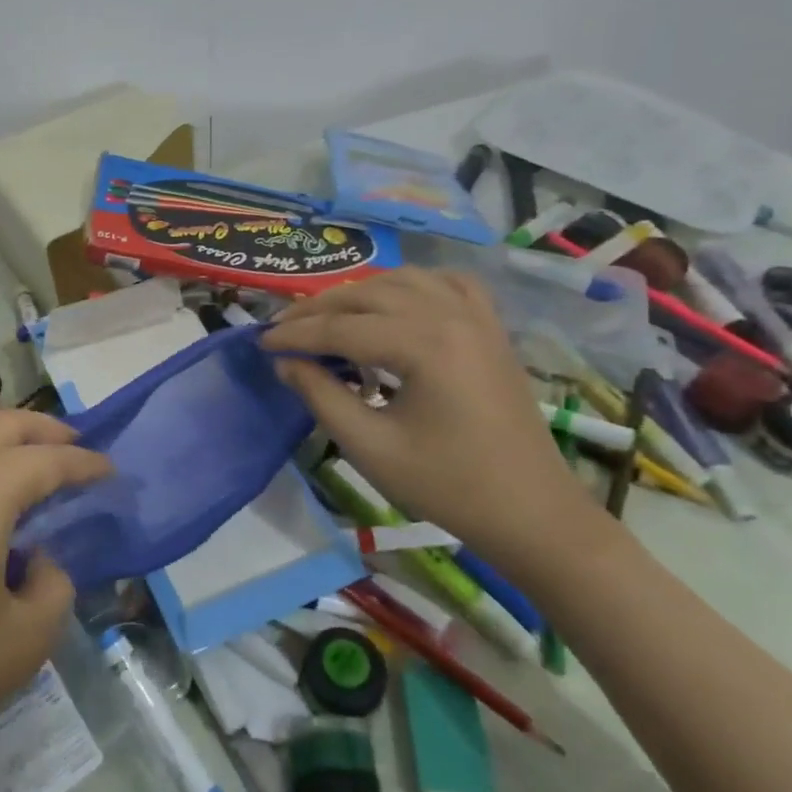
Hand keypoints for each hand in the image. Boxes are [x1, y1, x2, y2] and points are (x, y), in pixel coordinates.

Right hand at [262, 269, 597, 566]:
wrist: (530, 511)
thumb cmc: (447, 486)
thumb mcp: (370, 447)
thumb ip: (321, 396)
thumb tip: (286, 362)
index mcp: (424, 344)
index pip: (341, 327)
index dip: (296, 335)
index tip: (261, 343)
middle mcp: (450, 315)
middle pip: (367, 294)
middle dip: (319, 309)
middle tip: (284, 330)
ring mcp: (477, 316)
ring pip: (403, 280)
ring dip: (359, 293)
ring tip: (328, 317)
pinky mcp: (491, 328)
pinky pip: (446, 284)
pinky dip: (412, 285)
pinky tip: (395, 302)